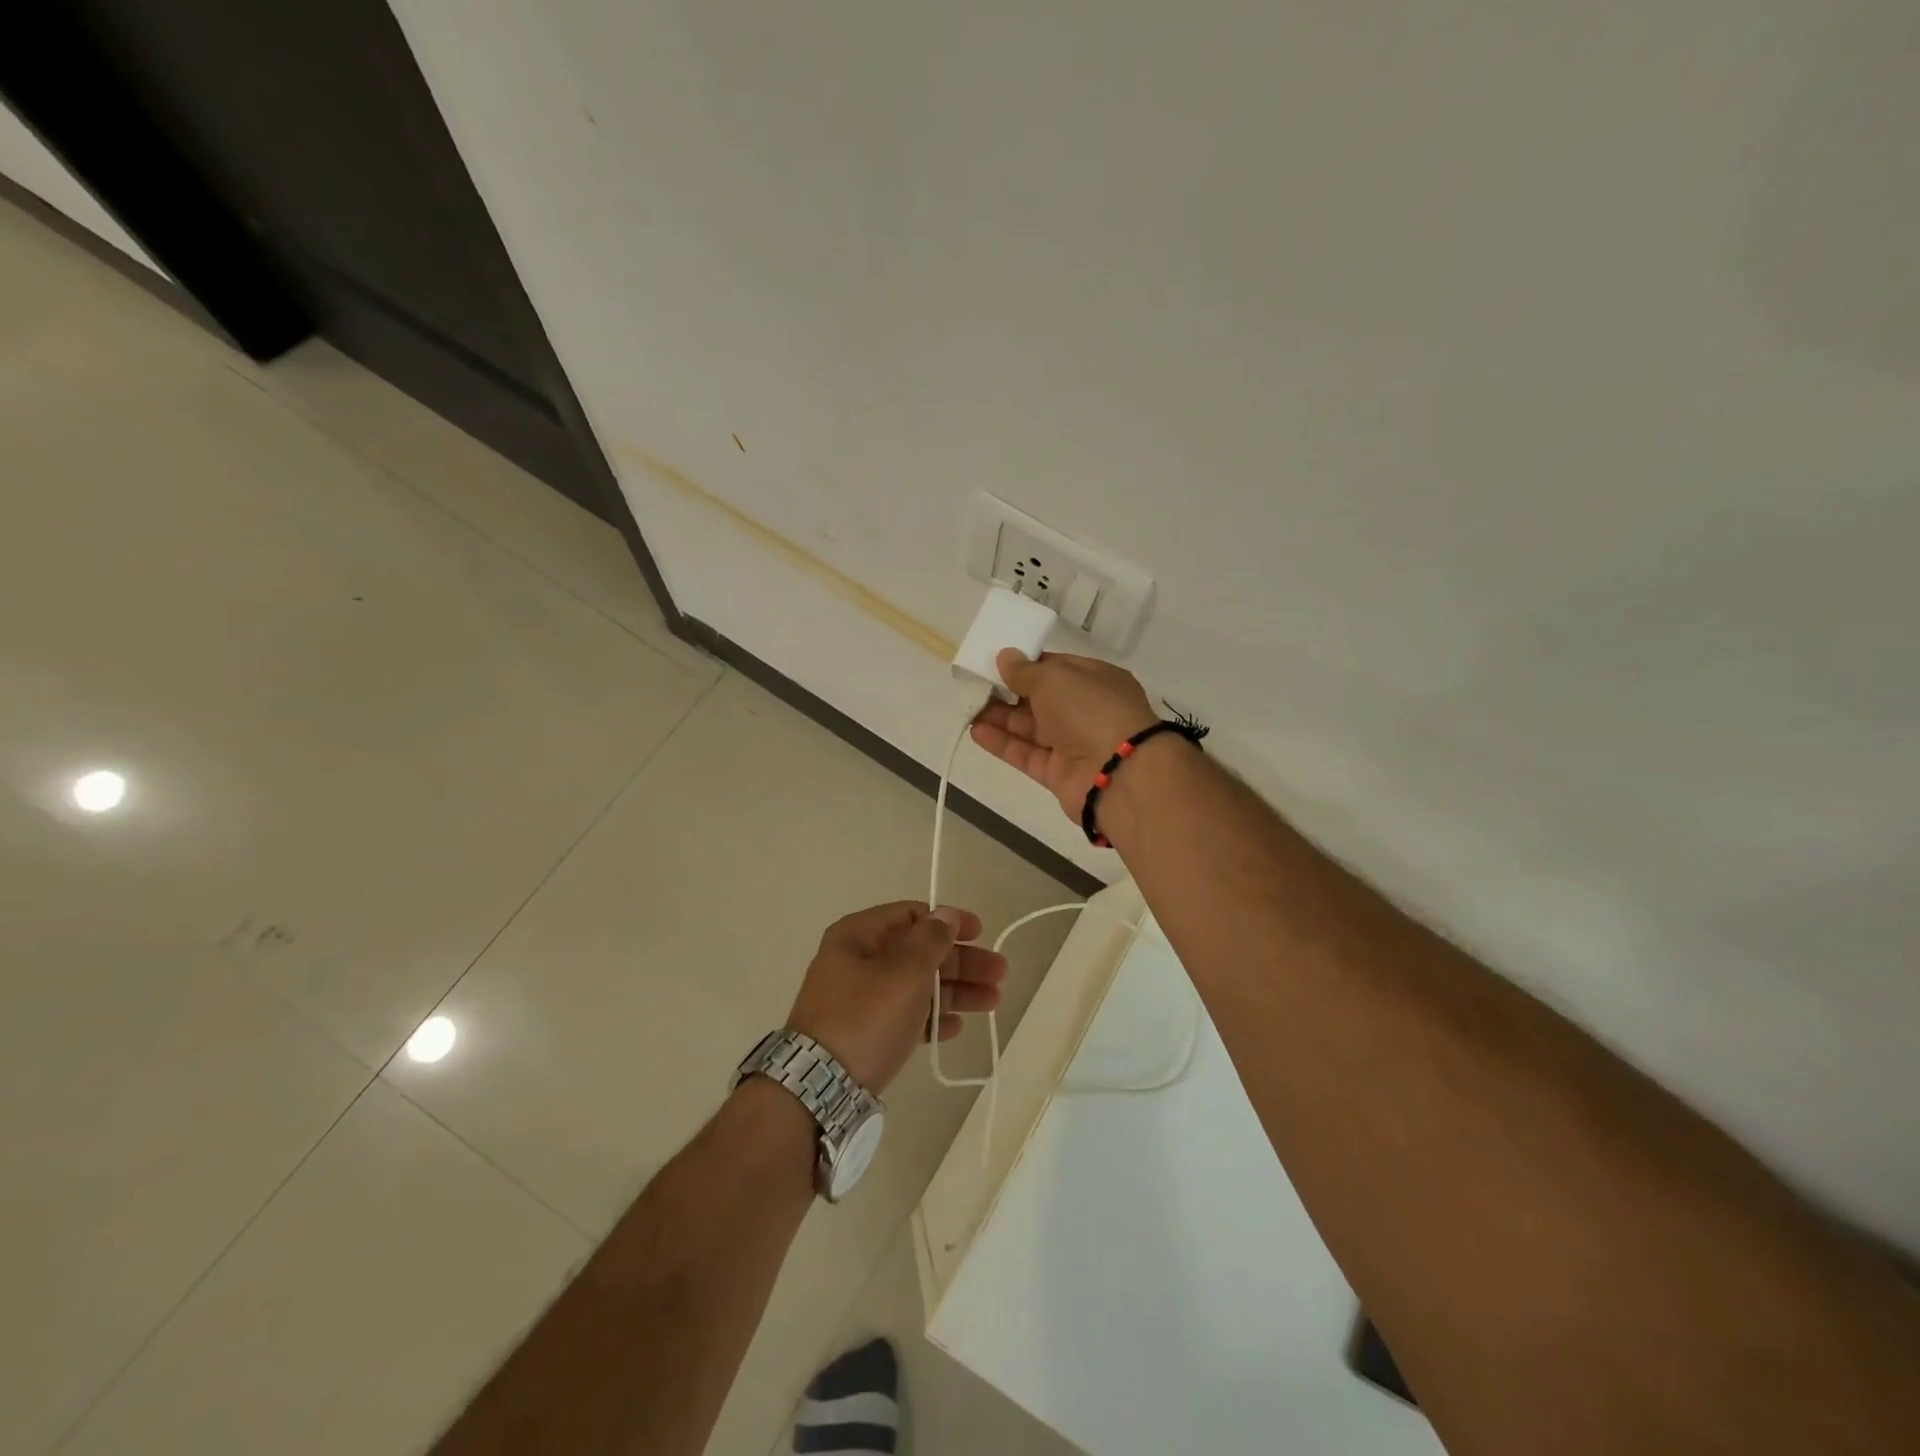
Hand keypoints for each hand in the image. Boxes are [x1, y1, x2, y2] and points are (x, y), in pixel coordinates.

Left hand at [784, 902, 1006, 1092]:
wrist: (819, 1088)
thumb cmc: (865, 1018)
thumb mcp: (903, 972)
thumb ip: (930, 940)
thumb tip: (945, 913)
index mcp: (859, 935)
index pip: (910, 915)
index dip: (947, 921)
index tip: (980, 933)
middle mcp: (858, 961)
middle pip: (918, 952)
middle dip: (961, 962)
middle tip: (1000, 973)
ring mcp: (860, 1000)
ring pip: (916, 986)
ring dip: (954, 991)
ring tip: (992, 1002)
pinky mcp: (865, 1035)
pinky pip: (905, 1017)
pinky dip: (931, 1018)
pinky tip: (955, 1028)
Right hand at [970, 651, 1157, 820]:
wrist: (1118, 774)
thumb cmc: (1091, 710)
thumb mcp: (1055, 678)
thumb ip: (1025, 671)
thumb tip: (1006, 657)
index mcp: (1096, 680)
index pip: (1058, 668)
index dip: (1028, 664)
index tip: (998, 663)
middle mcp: (1087, 711)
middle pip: (1042, 699)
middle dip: (1009, 692)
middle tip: (976, 685)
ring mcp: (1074, 744)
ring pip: (1031, 728)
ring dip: (1001, 717)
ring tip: (969, 707)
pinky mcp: (1059, 774)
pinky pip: (1027, 754)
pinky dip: (1003, 743)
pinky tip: (976, 731)